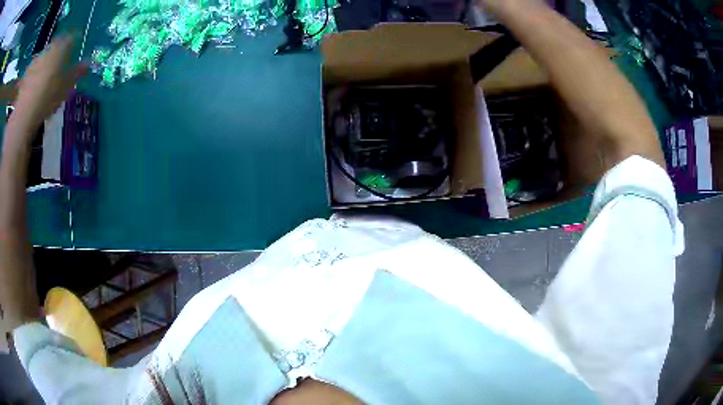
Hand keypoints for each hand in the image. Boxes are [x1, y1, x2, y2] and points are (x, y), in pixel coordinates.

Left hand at [8, 35, 87, 140]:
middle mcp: (50, 47)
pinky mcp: (27, 72)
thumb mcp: (66, 86)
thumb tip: (88, 63)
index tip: (75, 52)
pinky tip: (33, 88)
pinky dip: (35, 75)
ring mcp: (37, 58)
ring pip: (45, 58)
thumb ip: (77, 72)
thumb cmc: (48, 96)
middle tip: (58, 70)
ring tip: (44, 83)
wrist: (24, 113)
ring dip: (46, 65)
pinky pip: (34, 69)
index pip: (73, 37)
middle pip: (57, 47)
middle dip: (58, 56)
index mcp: (62, 46)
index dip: (75, 44)